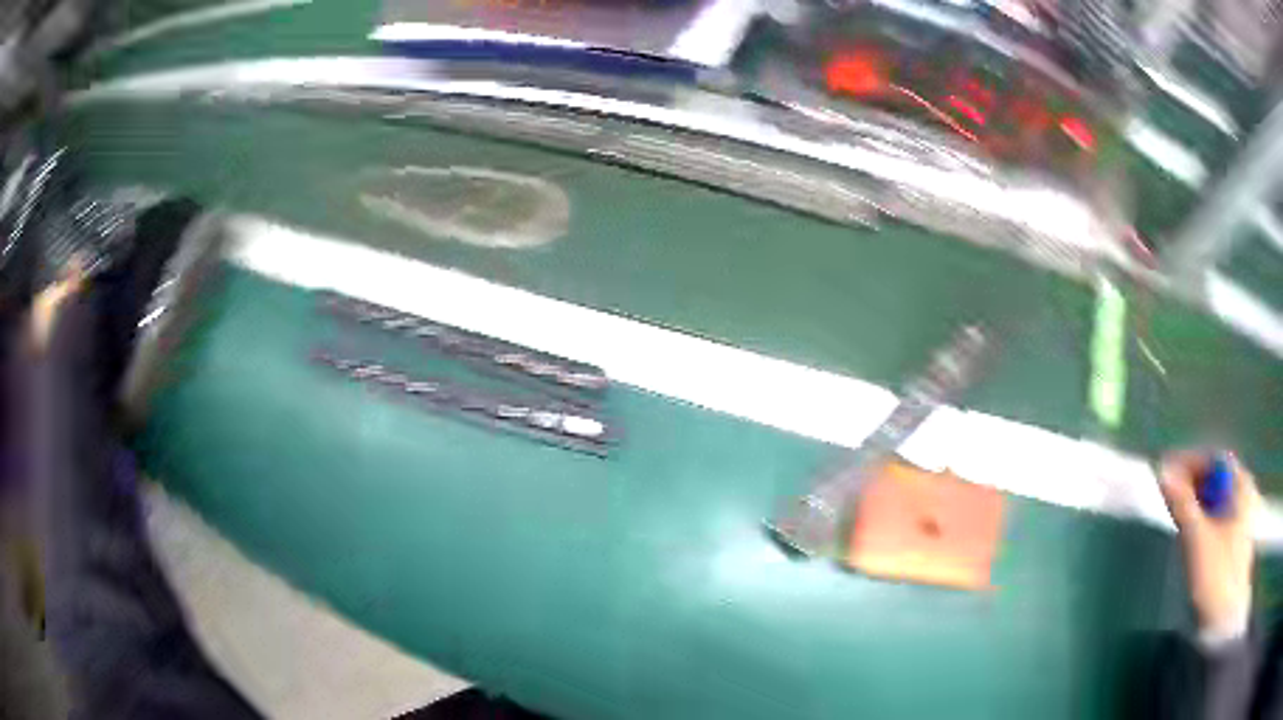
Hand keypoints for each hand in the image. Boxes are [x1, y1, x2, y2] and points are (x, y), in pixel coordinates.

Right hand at [1159, 451, 1259, 639]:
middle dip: (1190, 481)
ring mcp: (1239, 517)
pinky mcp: (1231, 539)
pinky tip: (1187, 526)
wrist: (1223, 620)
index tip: (1165, 469)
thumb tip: (1163, 473)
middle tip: (1165, 491)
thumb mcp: (1197, 538)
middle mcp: (1242, 493)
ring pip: (1214, 497)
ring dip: (1193, 499)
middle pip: (1215, 477)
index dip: (1189, 460)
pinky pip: (1215, 515)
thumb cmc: (1216, 575)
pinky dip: (1199, 515)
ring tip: (1172, 508)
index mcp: (1241, 484)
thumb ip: (1182, 503)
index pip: (1214, 458)